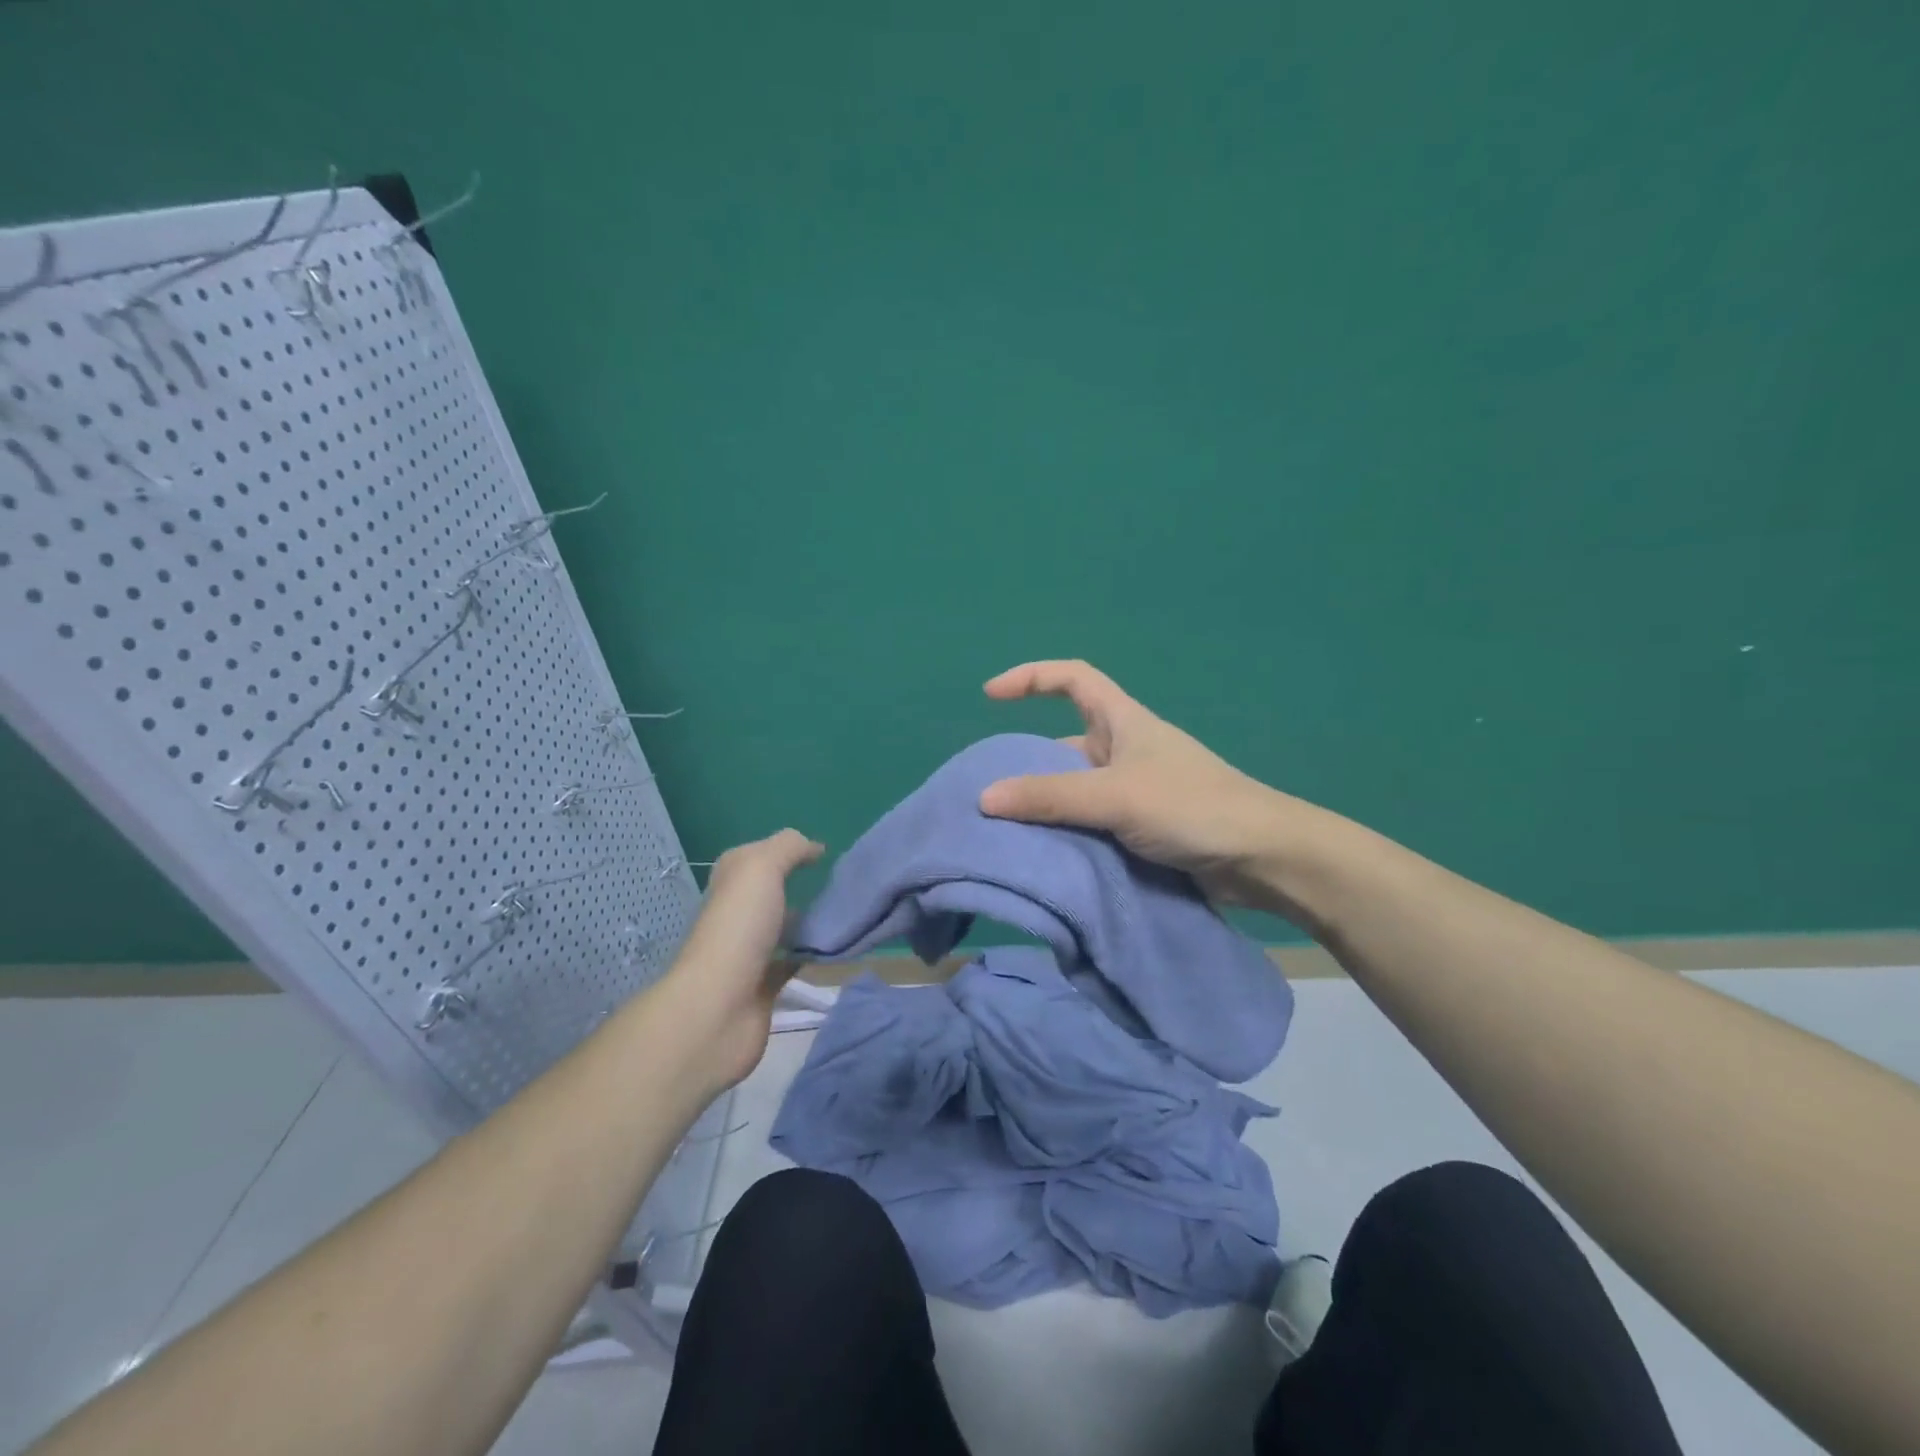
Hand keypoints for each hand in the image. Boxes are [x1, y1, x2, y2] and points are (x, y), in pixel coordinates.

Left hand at [659, 829, 823, 1088]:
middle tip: (840, 886)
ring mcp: (748, 952)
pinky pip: (792, 962)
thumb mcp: (762, 868)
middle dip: (800, 887)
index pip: (756, 857)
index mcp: (730, 883)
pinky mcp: (763, 986)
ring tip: (845, 915)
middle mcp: (735, 914)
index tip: (824, 856)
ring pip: (782, 928)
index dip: (787, 851)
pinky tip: (836, 949)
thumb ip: (789, 847)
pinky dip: (811, 956)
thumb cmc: (738, 929)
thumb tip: (814, 847)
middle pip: (769, 893)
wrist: (718, 1008)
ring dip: (808, 923)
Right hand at [979, 660, 1303, 906]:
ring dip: (1046, 808)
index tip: (991, 696)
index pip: (1073, 678)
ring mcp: (1135, 791)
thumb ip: (1051, 797)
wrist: (1261, 859)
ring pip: (1076, 790)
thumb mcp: (1115, 796)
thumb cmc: (1192, 807)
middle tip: (989, 795)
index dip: (1031, 677)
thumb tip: (985, 798)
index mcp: (1123, 722)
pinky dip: (1068, 834)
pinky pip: (1092, 823)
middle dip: (1028, 764)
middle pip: (1064, 744)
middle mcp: (1125, 751)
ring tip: (1006, 833)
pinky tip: (1044, 857)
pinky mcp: (1142, 828)